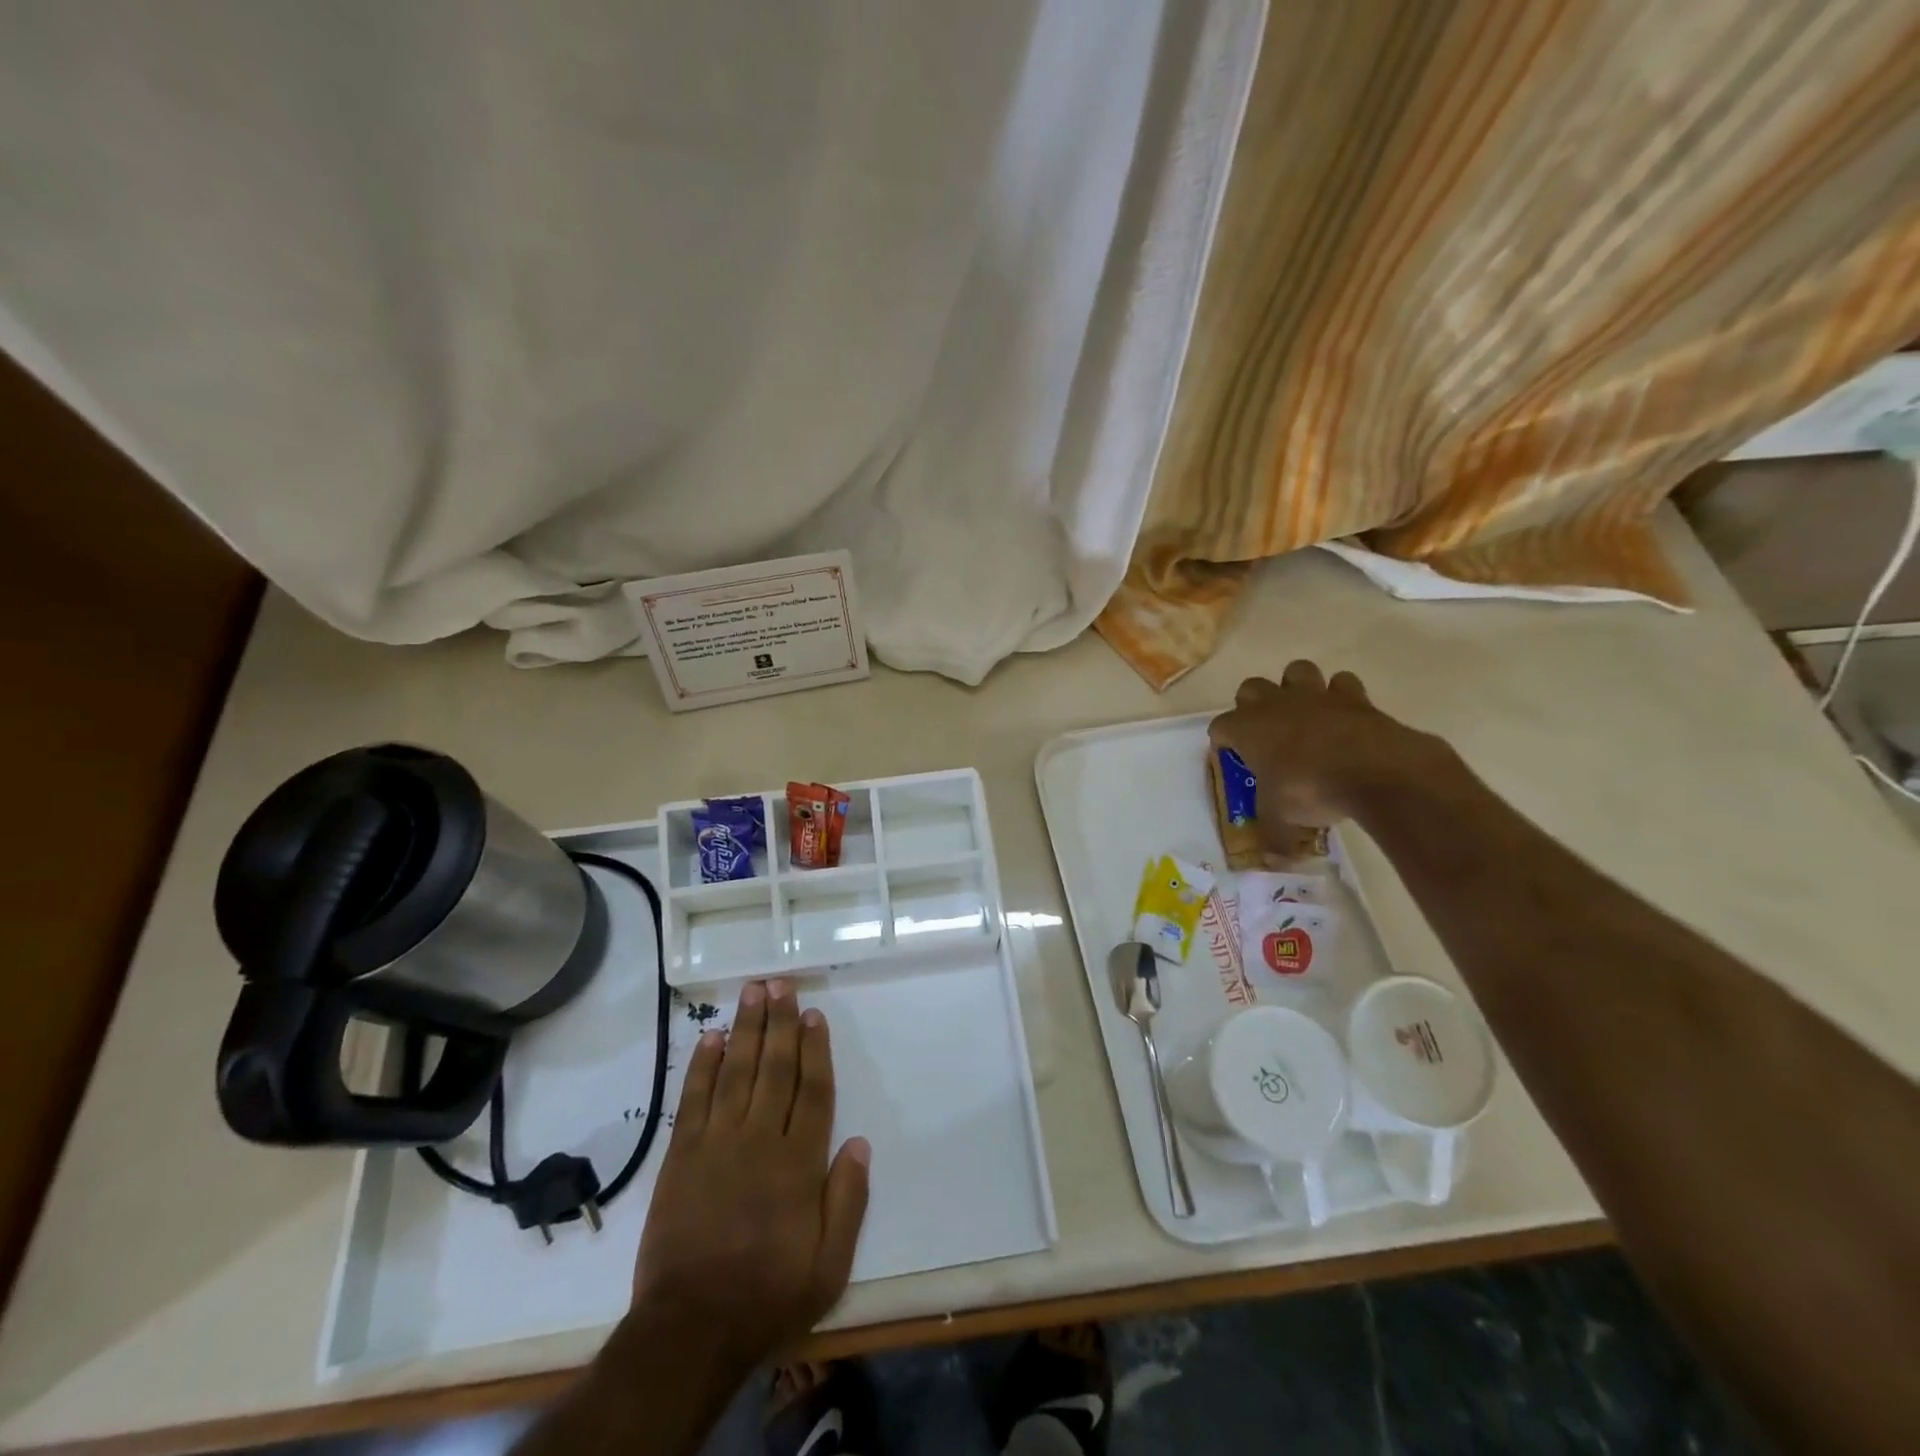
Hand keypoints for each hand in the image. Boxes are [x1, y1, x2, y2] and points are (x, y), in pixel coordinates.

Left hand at [630, 979, 870, 1372]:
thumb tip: (860, 1142)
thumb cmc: (768, 1295)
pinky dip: (703, 1066)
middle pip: (774, 1068)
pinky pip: (694, 1099)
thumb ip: (848, 1200)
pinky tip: (711, 1038)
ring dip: (745, 1029)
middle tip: (779, 983)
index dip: (815, 1048)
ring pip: (736, 1072)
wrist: (690, 1329)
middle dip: (779, 1022)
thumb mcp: (829, 1265)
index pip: (812, 1090)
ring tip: (751, 992)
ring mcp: (717, 1144)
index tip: (813, 1014)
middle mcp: (760, 1140)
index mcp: (799, 1163)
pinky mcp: (682, 1156)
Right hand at [1208, 661, 1451, 846]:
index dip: (1224, 742)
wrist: (1374, 770)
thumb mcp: (1282, 821)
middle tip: (1265, 733)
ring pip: (1295, 671)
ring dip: (1295, 688)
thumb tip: (1272, 863)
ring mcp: (1314, 696)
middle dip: (1253, 705)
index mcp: (1246, 729)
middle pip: (1250, 688)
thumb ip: (1274, 838)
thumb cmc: (1309, 789)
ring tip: (1303, 714)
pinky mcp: (1353, 696)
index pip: (1220, 727)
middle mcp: (1274, 704)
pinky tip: (1345, 717)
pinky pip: (1342, 683)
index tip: (1233, 758)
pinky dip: (1342, 696)